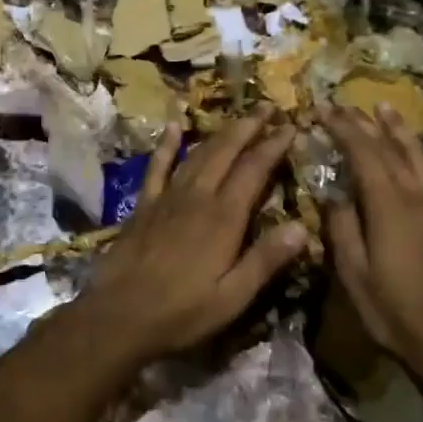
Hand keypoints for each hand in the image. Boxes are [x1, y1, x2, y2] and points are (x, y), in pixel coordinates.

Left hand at [82, 107, 307, 359]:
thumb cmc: (182, 312)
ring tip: (238, 116)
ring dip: (220, 132)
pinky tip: (174, 127)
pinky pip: (157, 167)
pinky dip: (167, 145)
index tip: (291, 126)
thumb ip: (266, 259)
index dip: (273, 146)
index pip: (254, 170)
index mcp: (224, 218)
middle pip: (226, 152)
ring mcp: (167, 198)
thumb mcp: (233, 297)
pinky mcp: (144, 205)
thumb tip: (303, 226)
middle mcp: (197, 197)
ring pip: (198, 154)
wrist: (119, 315)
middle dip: (249, 127)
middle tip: (268, 106)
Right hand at [319, 104, 422, 364]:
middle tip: (344, 104)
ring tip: (385, 109)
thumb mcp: (353, 273)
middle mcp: (417, 195)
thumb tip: (333, 194)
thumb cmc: (393, 311)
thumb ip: (342, 227)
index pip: (363, 152)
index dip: (342, 127)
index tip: (322, 109)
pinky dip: (422, 153)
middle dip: (365, 123)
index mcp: (389, 205)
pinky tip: (419, 152)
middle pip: (391, 147)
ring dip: (399, 130)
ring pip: (419, 155)